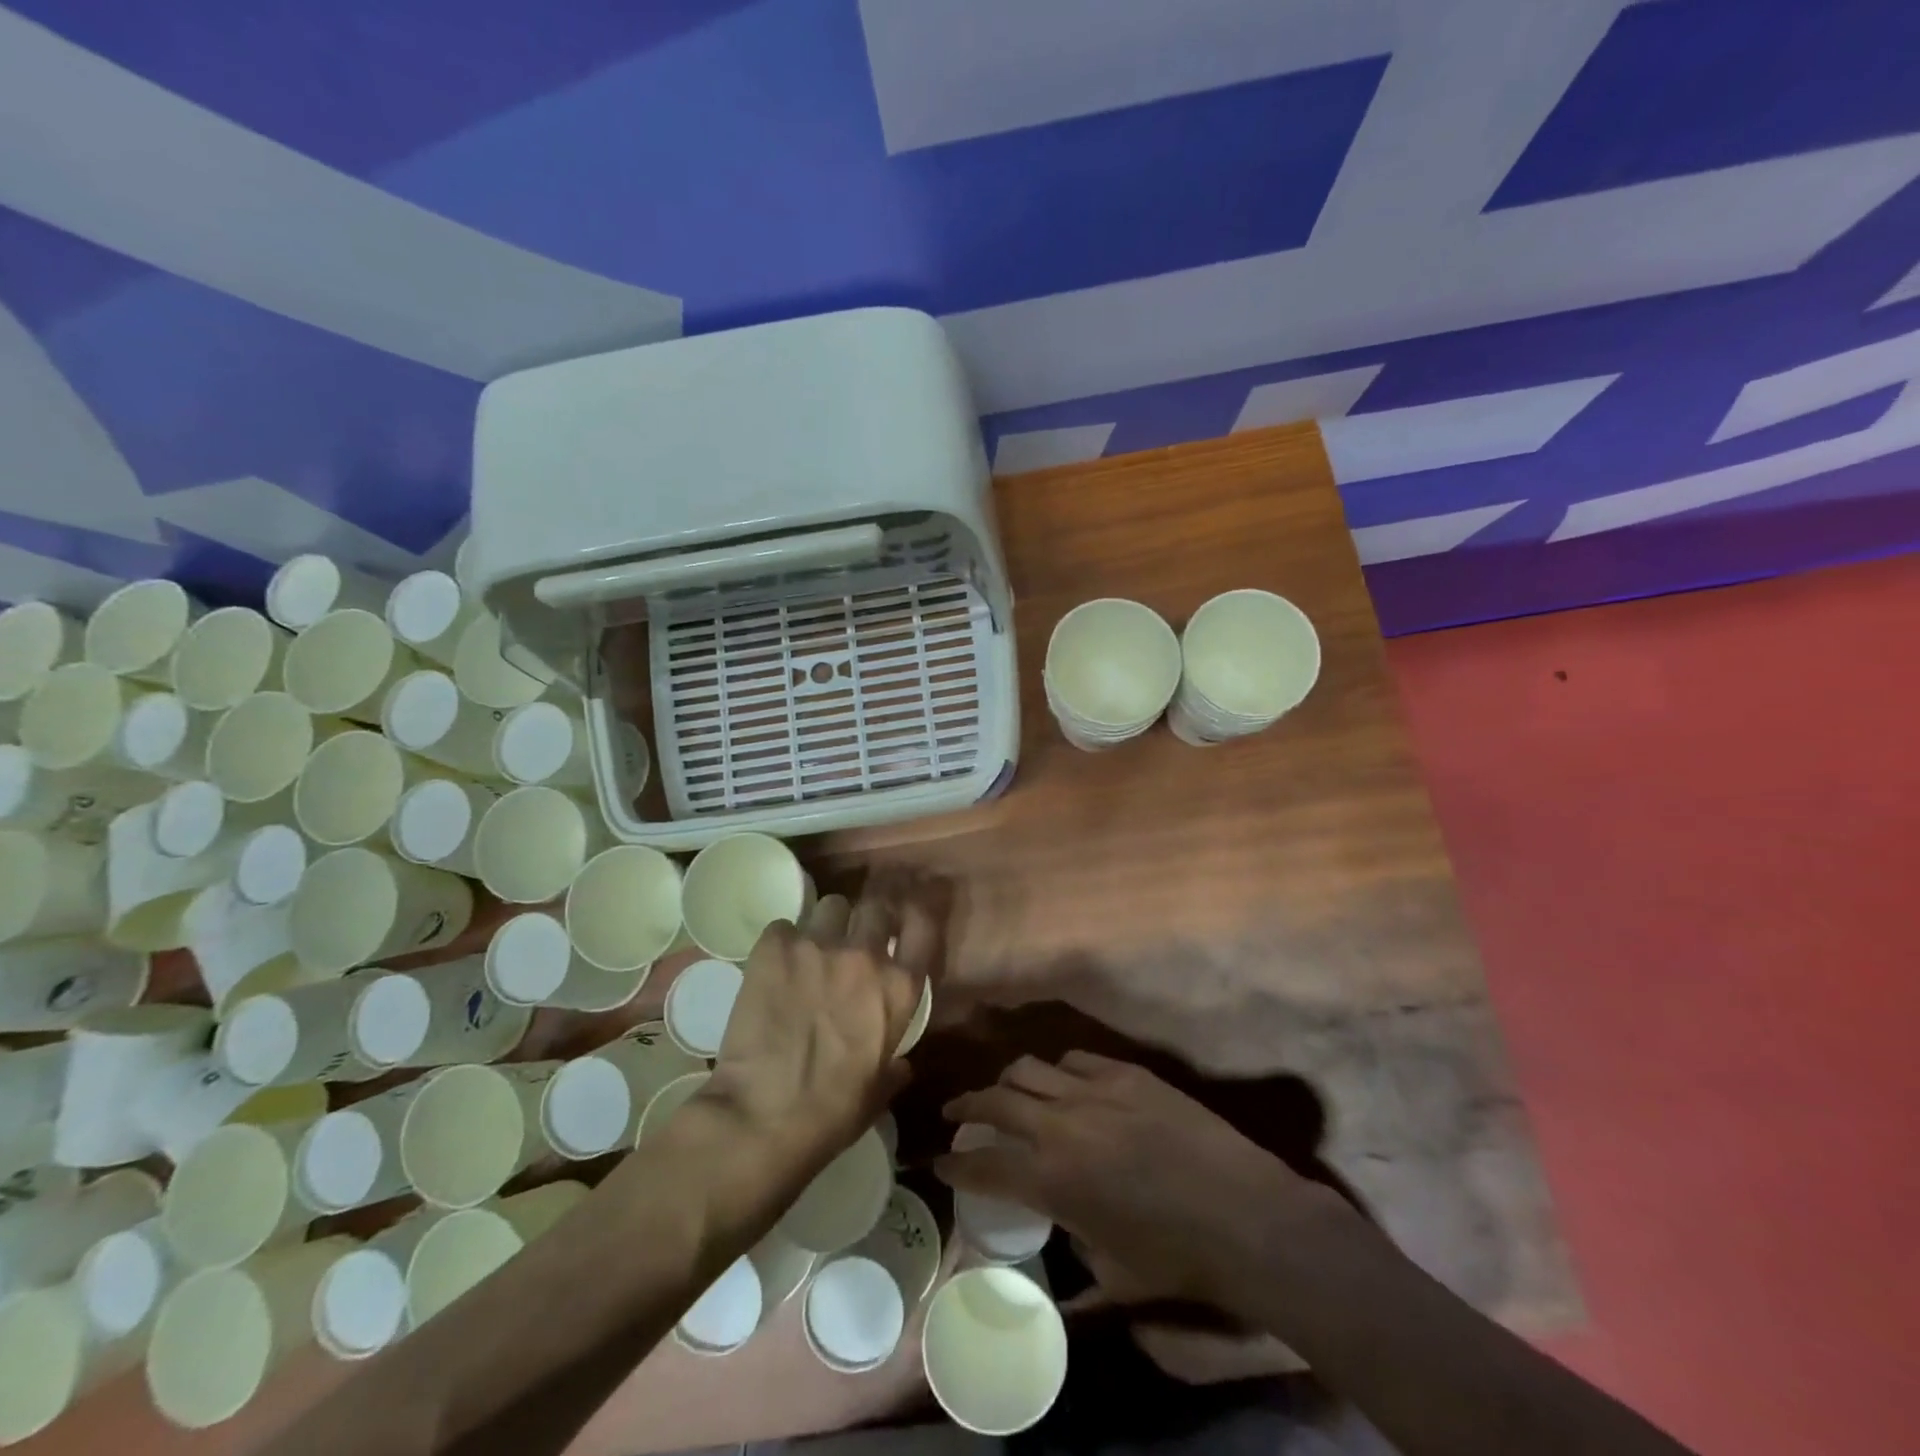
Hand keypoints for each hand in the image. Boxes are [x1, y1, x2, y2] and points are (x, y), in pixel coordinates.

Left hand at [700, 877, 939, 1186]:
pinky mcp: (775, 947)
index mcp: (899, 988)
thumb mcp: (878, 1092)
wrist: (763, 1116)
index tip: (904, 922)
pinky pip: (783, 926)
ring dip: (826, 924)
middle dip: (867, 917)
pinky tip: (773, 966)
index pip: (923, 924)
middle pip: (875, 905)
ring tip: (811, 949)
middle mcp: (865, 954)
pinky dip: (782, 942)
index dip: (916, 915)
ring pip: (831, 905)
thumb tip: (901, 1065)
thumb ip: (894, 1067)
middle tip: (854, 937)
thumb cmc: (831, 1113)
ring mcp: (819, 945)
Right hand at [938, 1053, 1349, 1316]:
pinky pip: (1075, 1059)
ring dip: (1008, 1080)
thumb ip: (1073, 1257)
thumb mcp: (1113, 1275)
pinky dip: (1057, 1070)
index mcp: (1052, 1181)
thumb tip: (1059, 1241)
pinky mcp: (1125, 1072)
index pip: (983, 1164)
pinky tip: (1061, 1081)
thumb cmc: (1177, 1257)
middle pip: (995, 1100)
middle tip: (954, 1111)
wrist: (1244, 1215)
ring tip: (1004, 1090)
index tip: (938, 1158)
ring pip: (1029, 1068)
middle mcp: (1061, 1126)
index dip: (954, 1162)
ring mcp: (1094, 1091)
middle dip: (966, 1106)